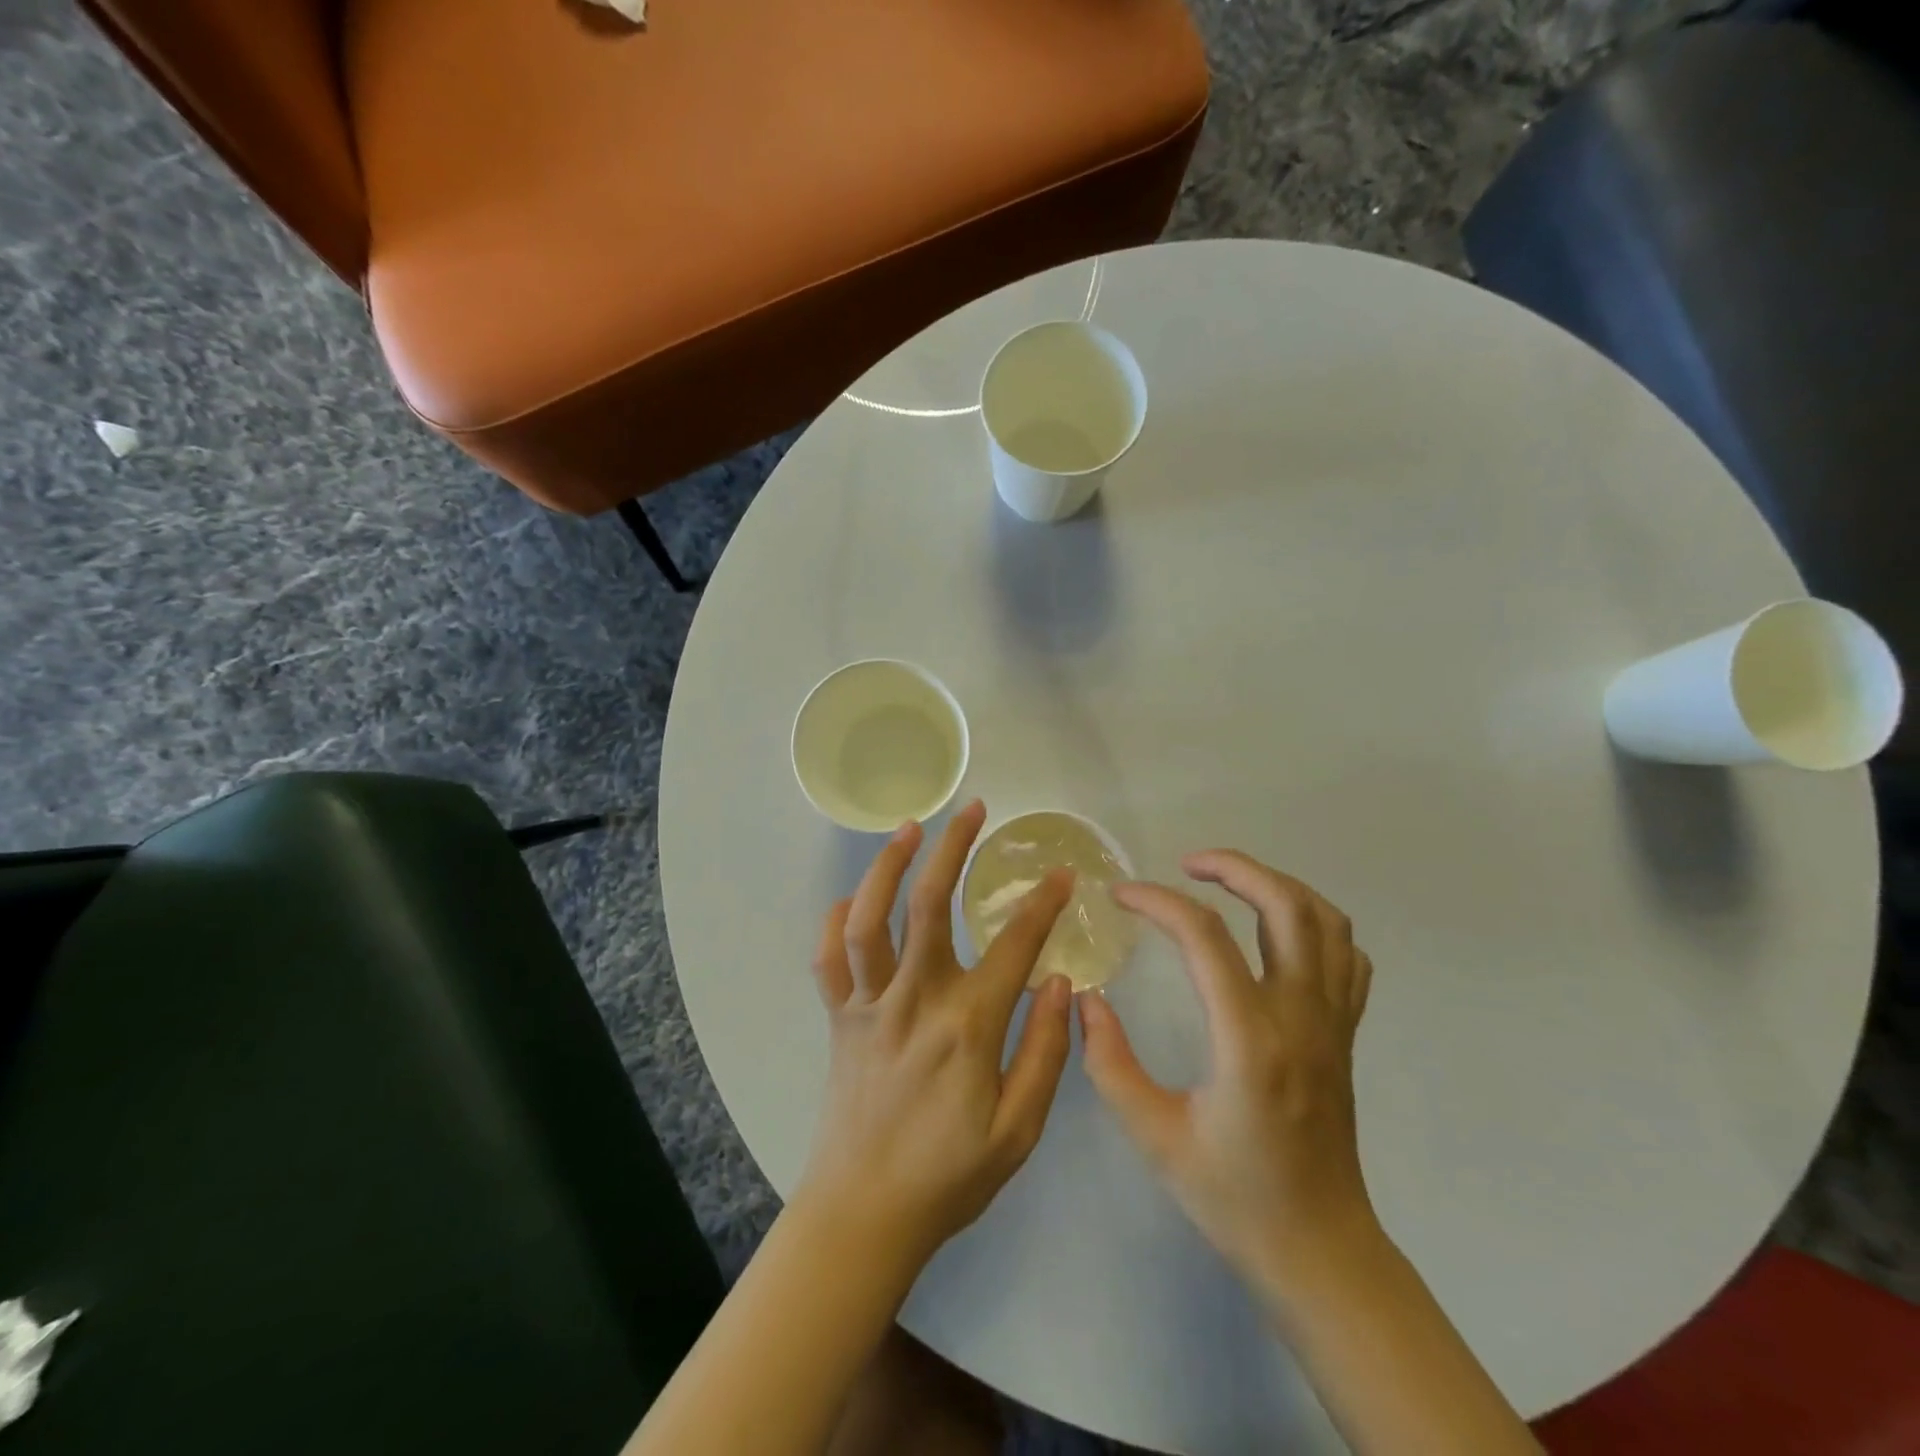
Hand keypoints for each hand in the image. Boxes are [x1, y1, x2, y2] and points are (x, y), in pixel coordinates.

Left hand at [800, 800, 1075, 1268]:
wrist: (864, 1214)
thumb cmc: (949, 1176)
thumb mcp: (1018, 1131)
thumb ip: (1044, 1053)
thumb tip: (1061, 982)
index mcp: (967, 1025)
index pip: (1014, 946)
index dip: (1041, 903)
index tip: (1060, 872)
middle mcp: (914, 999)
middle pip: (930, 905)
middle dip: (953, 848)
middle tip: (972, 809)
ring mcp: (869, 1005)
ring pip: (869, 918)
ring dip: (886, 867)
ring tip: (908, 827)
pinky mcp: (839, 1018)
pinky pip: (827, 959)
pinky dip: (834, 922)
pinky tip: (850, 900)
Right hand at [1079, 850, 1375, 1295]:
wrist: (1320, 1251)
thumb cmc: (1233, 1197)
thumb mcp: (1153, 1136)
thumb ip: (1109, 1063)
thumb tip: (1087, 1001)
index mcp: (1250, 1040)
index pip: (1205, 937)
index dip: (1157, 901)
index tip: (1120, 894)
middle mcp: (1301, 1017)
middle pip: (1285, 906)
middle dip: (1234, 868)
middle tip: (1187, 865)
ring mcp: (1333, 1023)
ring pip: (1326, 921)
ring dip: (1277, 886)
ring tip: (1229, 886)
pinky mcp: (1345, 1035)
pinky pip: (1346, 957)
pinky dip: (1314, 924)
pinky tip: (1275, 934)